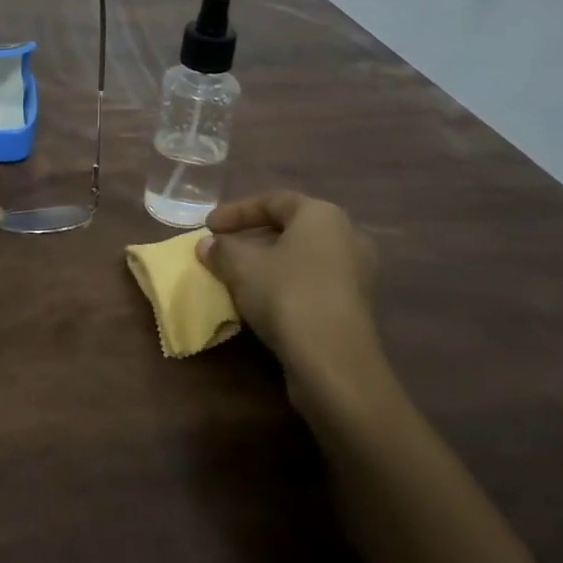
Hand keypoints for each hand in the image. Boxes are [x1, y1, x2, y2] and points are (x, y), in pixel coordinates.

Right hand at [196, 192, 381, 384]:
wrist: (335, 362)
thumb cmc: (287, 295)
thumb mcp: (242, 267)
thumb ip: (222, 249)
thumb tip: (207, 244)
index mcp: (322, 214)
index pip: (274, 200)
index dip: (236, 211)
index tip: (209, 226)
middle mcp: (346, 235)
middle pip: (291, 228)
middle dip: (253, 237)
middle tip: (224, 248)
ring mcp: (355, 272)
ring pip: (302, 257)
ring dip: (268, 263)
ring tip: (237, 275)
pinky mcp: (354, 306)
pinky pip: (313, 282)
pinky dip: (285, 284)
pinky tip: (261, 300)